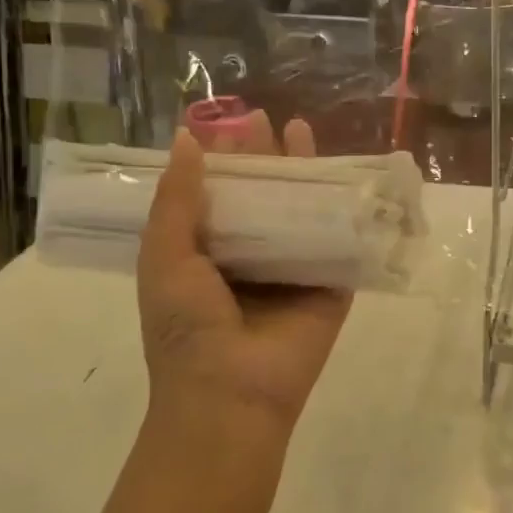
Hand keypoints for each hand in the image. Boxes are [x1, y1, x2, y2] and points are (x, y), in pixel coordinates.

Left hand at [137, 114, 351, 432]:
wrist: (231, 392)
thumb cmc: (187, 326)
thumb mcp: (165, 257)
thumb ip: (177, 199)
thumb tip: (187, 140)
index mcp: (208, 252)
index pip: (219, 194)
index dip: (224, 159)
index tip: (229, 124)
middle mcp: (252, 256)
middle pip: (263, 195)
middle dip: (264, 157)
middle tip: (265, 120)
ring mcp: (294, 269)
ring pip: (301, 210)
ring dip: (303, 173)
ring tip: (301, 130)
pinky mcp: (331, 284)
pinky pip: (339, 239)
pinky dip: (344, 208)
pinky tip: (346, 177)